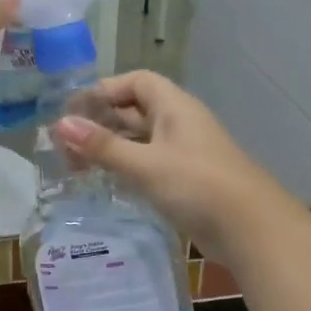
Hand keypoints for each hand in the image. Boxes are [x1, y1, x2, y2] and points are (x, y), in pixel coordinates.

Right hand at [53, 71, 279, 254]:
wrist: (250, 228)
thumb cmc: (197, 185)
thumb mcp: (144, 164)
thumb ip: (103, 146)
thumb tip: (59, 124)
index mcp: (174, 107)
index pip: (136, 82)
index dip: (104, 91)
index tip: (73, 112)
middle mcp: (180, 124)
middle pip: (135, 111)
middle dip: (101, 123)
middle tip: (66, 145)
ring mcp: (185, 153)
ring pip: (141, 140)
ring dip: (112, 148)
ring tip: (78, 167)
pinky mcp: (187, 181)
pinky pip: (150, 165)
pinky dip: (127, 169)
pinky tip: (107, 184)